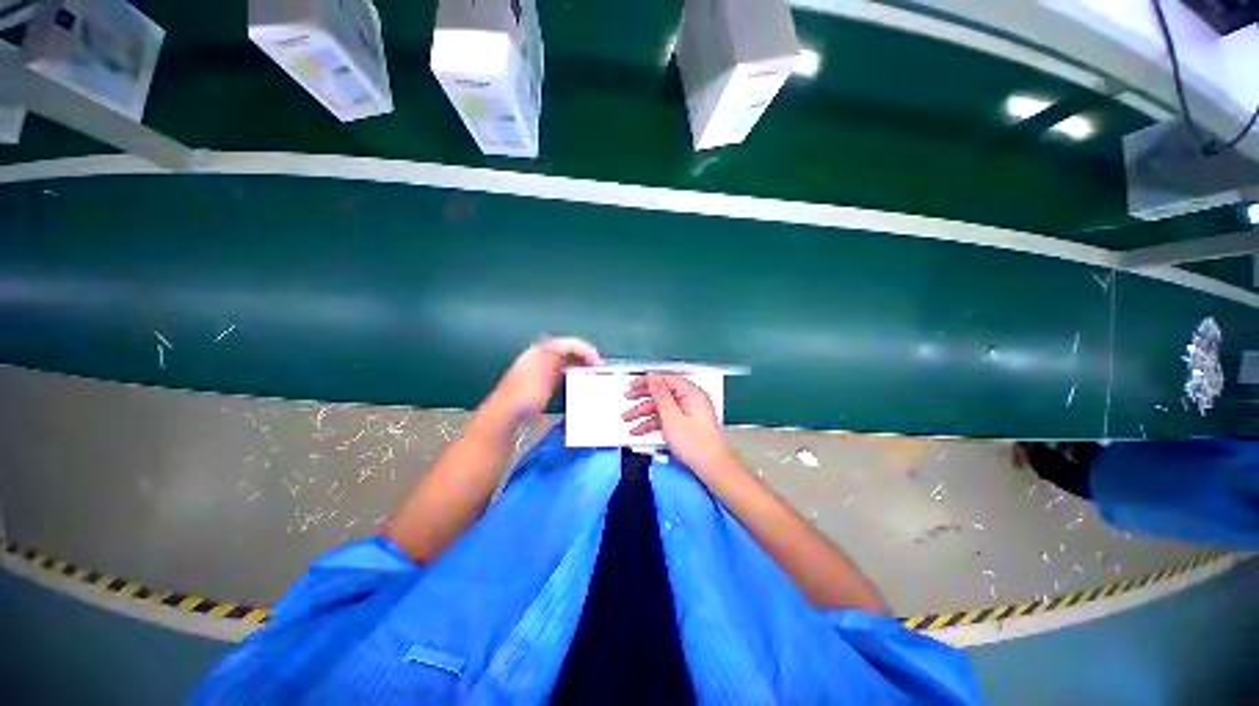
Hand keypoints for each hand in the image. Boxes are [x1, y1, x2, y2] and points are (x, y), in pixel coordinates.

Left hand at [486, 337, 602, 422]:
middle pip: (568, 352)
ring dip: (580, 367)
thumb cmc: (527, 391)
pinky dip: (573, 377)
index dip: (586, 349)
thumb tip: (574, 346)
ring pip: (566, 364)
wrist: (507, 413)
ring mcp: (542, 371)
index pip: (569, 343)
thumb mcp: (545, 370)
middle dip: (584, 358)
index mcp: (541, 350)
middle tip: (598, 368)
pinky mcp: (543, 384)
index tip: (598, 361)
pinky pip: (562, 375)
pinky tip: (580, 384)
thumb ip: (559, 354)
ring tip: (592, 375)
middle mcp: (542, 357)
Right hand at [623, 374, 734, 474]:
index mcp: (691, 393)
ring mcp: (688, 412)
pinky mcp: (685, 424)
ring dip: (644, 412)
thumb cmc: (696, 444)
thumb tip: (653, 380)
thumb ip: (661, 396)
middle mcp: (690, 400)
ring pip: (661, 407)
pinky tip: (639, 429)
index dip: (648, 381)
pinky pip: (666, 418)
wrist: (711, 467)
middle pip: (662, 393)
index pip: (666, 379)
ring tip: (628, 418)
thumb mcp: (672, 418)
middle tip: (628, 397)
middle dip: (643, 397)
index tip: (634, 384)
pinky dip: (652, 423)